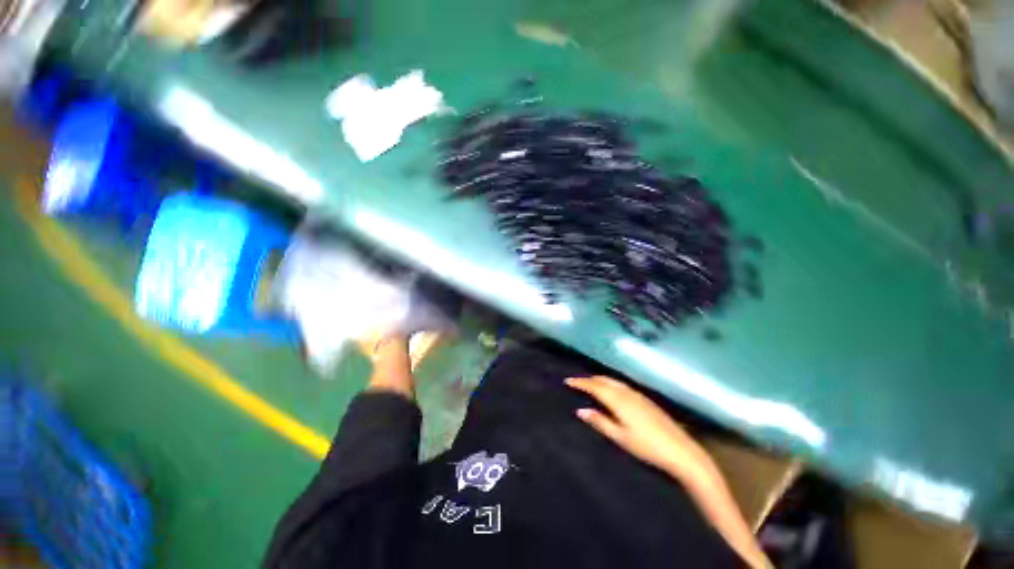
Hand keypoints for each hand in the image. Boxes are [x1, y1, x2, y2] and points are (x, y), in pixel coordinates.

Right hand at [566, 376, 714, 482]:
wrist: (681, 451)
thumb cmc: (648, 447)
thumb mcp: (621, 437)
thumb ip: (600, 422)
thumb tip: (580, 410)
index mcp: (619, 401)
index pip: (595, 386)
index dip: (580, 382)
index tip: (567, 381)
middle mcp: (627, 393)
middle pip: (604, 380)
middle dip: (589, 379)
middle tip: (577, 381)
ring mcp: (638, 395)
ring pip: (614, 381)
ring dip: (600, 379)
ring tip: (590, 382)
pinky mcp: (646, 399)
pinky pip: (622, 385)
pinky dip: (611, 383)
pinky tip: (612, 389)